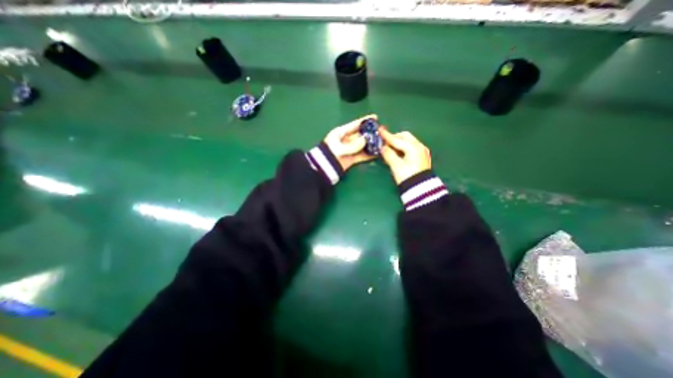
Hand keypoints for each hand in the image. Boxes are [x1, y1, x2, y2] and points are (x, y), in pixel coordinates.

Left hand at [324, 113, 377, 169]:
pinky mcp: (352, 158)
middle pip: (361, 134)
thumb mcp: (339, 148)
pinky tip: (377, 153)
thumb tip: (365, 140)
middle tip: (382, 131)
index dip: (365, 121)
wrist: (324, 169)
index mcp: (341, 133)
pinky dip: (369, 154)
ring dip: (371, 144)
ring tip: (382, 142)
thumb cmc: (329, 154)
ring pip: (363, 145)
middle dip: (371, 133)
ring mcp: (350, 149)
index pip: (355, 124)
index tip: (375, 117)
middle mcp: (347, 140)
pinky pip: (362, 155)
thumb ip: (353, 145)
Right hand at [378, 128, 431, 183]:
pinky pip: (411, 147)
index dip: (386, 135)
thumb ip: (388, 154)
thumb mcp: (396, 166)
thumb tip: (382, 148)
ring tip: (390, 148)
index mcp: (413, 147)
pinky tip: (398, 153)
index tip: (379, 130)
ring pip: (408, 141)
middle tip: (385, 142)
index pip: (397, 139)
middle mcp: (419, 146)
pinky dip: (403, 147)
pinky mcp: (421, 157)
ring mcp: (422, 151)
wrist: (421, 189)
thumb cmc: (407, 177)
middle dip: (394, 137)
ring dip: (399, 142)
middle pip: (405, 137)